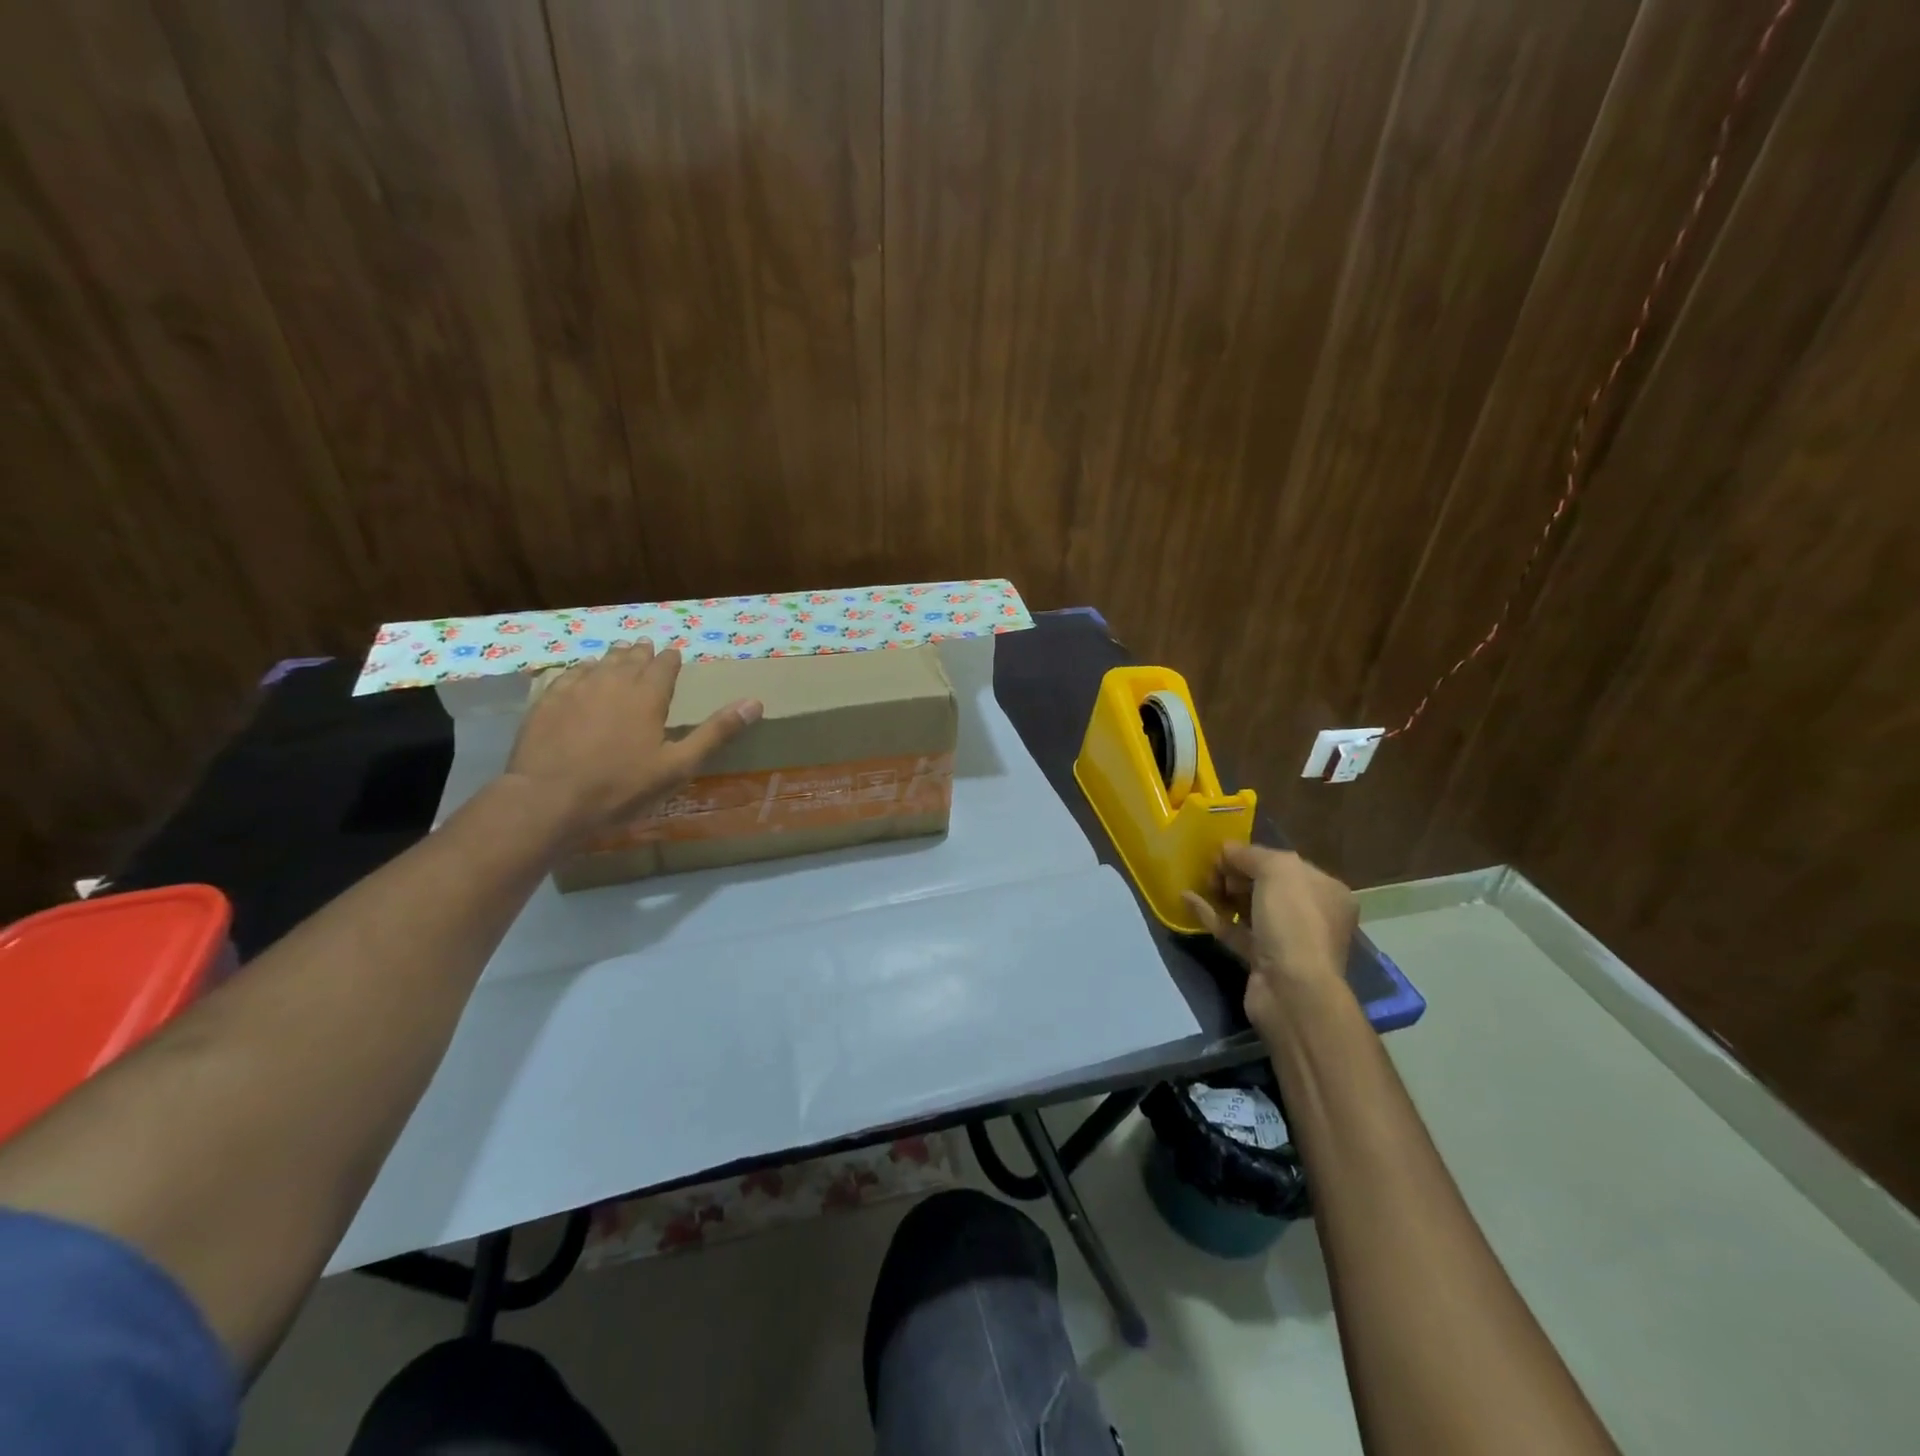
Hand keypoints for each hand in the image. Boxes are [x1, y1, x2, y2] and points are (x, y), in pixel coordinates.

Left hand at [503, 641, 761, 843]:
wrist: (548, 800)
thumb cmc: (621, 787)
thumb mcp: (678, 766)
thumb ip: (715, 732)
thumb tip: (755, 703)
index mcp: (647, 696)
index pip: (664, 666)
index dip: (671, 659)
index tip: (675, 654)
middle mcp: (613, 682)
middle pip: (631, 659)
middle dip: (642, 653)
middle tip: (646, 647)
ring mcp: (576, 689)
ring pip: (600, 663)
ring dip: (613, 657)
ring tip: (620, 653)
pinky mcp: (547, 702)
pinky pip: (569, 675)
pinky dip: (581, 670)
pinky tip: (581, 674)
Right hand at [1183, 843, 1356, 1041]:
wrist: (1292, 990)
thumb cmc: (1294, 921)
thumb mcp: (1277, 870)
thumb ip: (1250, 854)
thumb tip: (1227, 850)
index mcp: (1325, 890)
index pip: (1285, 864)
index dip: (1252, 855)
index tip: (1222, 853)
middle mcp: (1311, 914)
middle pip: (1266, 885)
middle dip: (1236, 874)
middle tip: (1211, 871)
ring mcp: (1287, 940)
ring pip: (1250, 908)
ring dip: (1223, 894)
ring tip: (1199, 882)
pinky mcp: (1262, 960)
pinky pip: (1235, 930)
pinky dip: (1212, 915)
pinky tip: (1187, 900)